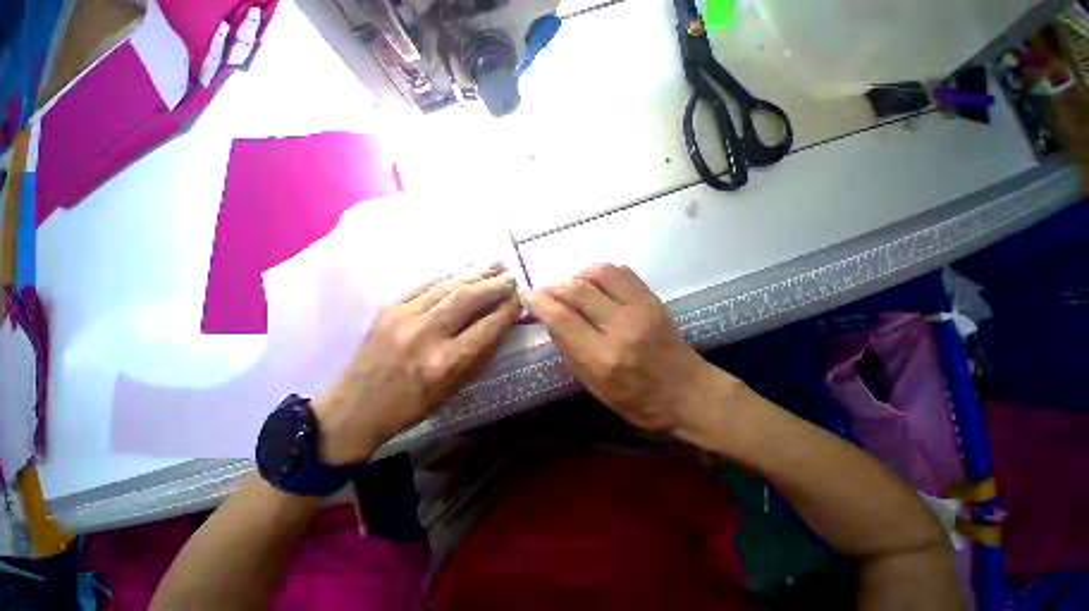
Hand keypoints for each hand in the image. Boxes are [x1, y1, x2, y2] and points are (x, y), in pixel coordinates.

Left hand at [314, 264, 520, 463]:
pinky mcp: (389, 308)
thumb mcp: (454, 388)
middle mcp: (425, 335)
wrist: (355, 406)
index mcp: (445, 362)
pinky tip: (465, 270)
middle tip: (511, 276)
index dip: (507, 310)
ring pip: (448, 286)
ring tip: (495, 265)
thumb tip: (502, 323)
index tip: (519, 299)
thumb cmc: (412, 404)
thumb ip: (481, 353)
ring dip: (475, 274)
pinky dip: (450, 276)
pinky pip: (426, 285)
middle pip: (468, 298)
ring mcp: (403, 317)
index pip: (486, 327)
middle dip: (494, 285)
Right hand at [528, 263, 738, 433]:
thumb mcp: (593, 386)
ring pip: (600, 272)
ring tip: (571, 287)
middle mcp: (621, 328)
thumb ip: (568, 350)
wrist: (687, 392)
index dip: (541, 302)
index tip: (529, 296)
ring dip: (577, 275)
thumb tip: (550, 319)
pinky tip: (594, 284)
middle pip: (578, 290)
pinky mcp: (653, 299)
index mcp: (603, 358)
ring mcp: (641, 309)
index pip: (563, 318)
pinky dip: (600, 272)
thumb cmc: (637, 399)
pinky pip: (621, 272)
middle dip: (555, 286)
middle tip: (546, 291)